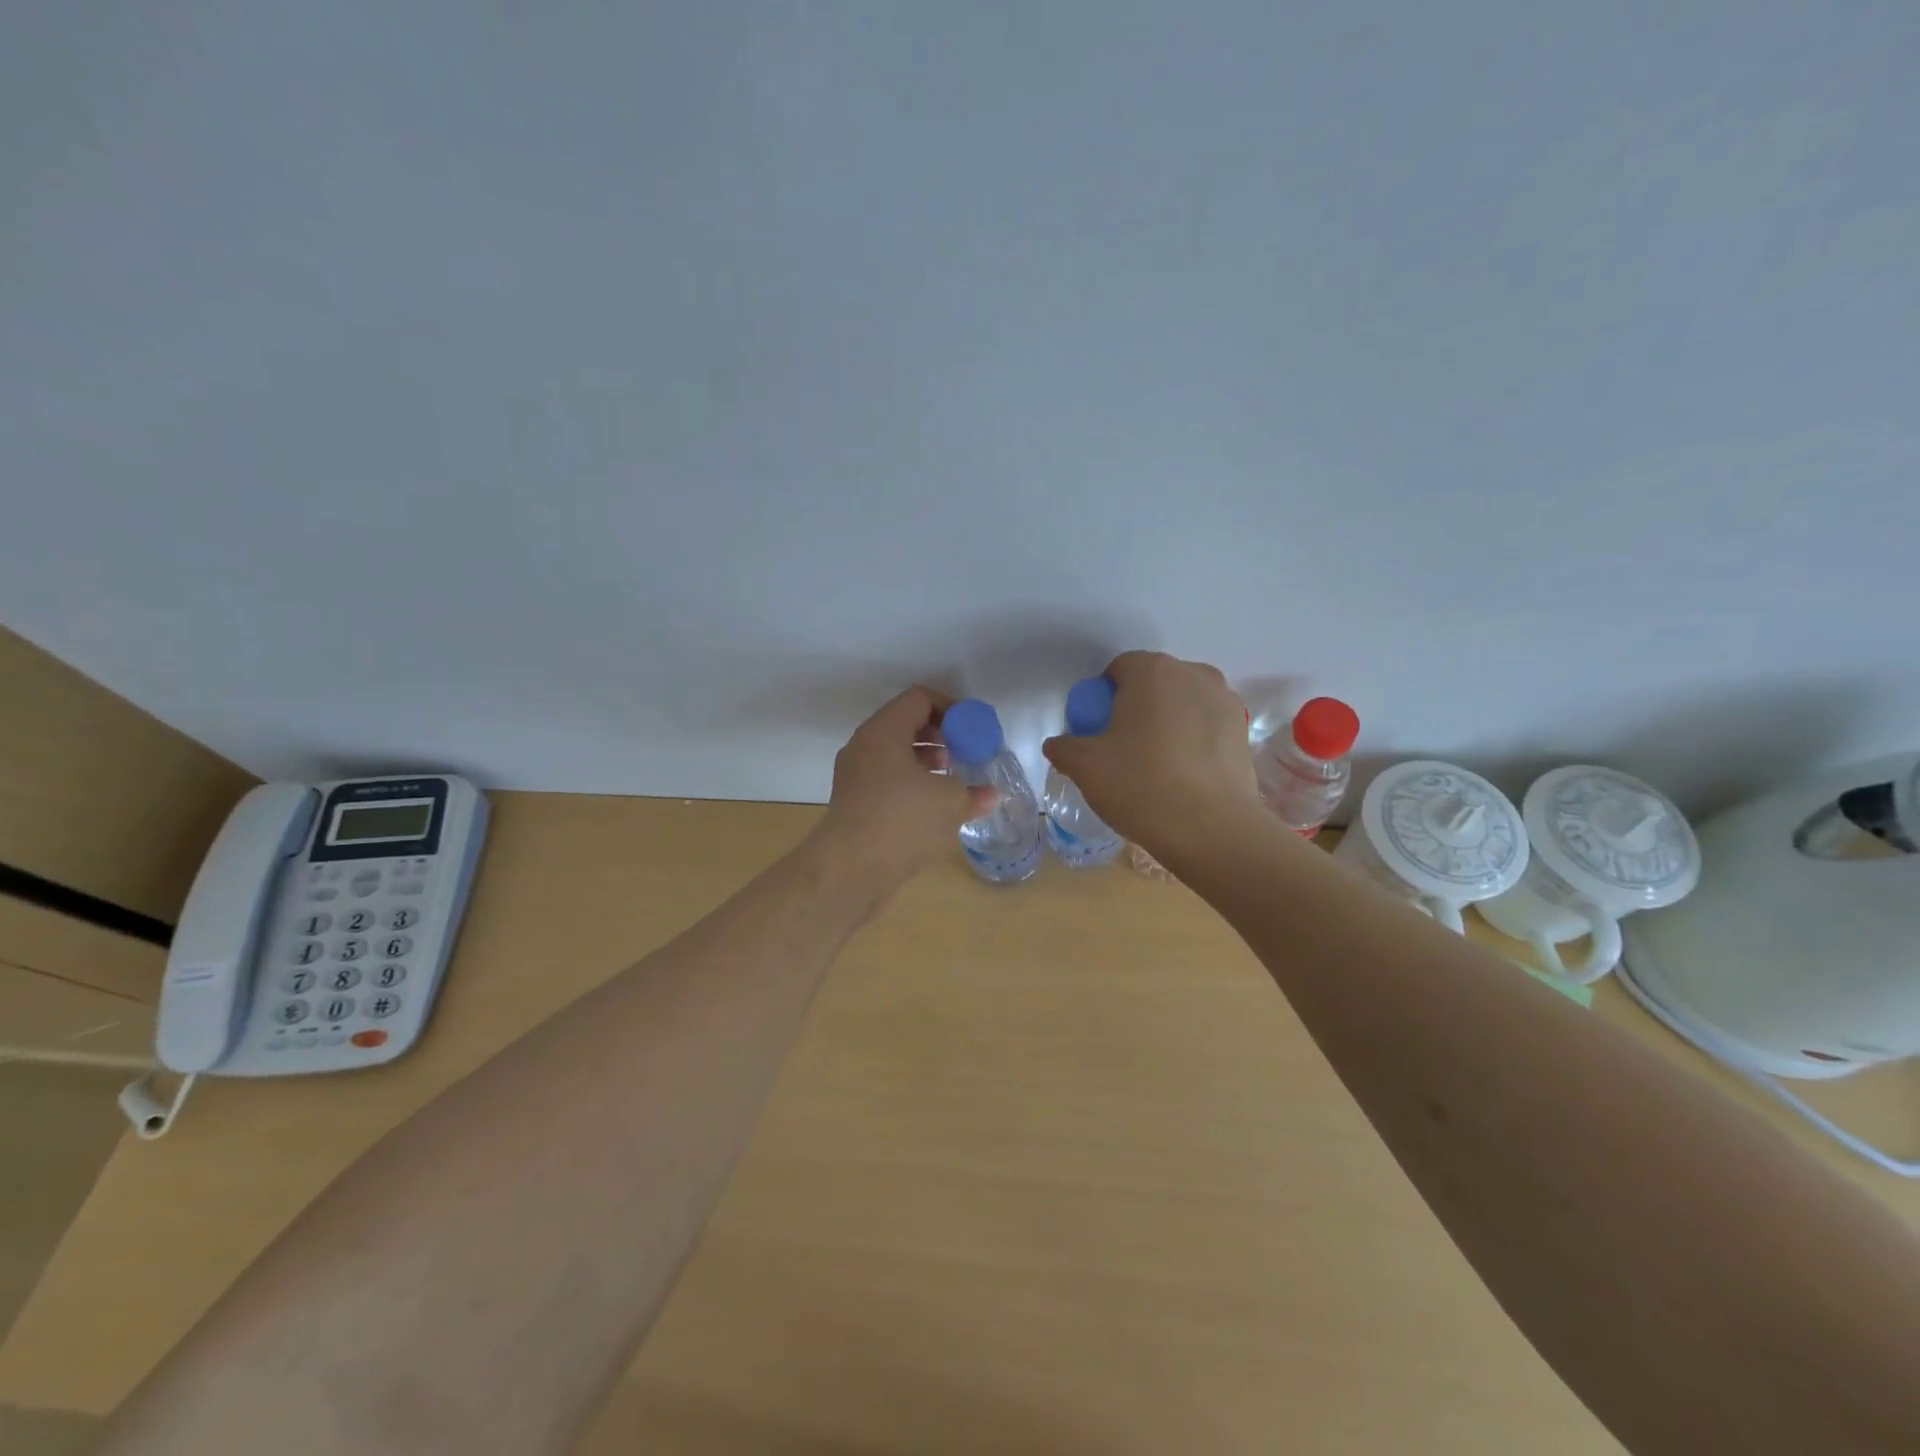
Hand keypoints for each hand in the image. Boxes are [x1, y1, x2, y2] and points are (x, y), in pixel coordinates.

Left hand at [811, 686, 996, 891]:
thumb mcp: (950, 802)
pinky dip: (912, 786)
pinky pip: (888, 782)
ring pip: (896, 756)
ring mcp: (855, 777)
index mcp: (883, 732)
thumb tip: (991, 794)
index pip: (919, 699)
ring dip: (927, 764)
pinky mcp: (855, 805)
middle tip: (966, 755)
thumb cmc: (902, 822)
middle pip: (906, 725)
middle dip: (940, 737)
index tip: (973, 732)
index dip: (951, 709)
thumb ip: (974, 793)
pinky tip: (934, 809)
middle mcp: (864, 747)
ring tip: (953, 783)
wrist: (849, 872)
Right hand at [1041, 651, 1259, 856]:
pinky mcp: (1244, 730)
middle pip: (1154, 682)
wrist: (1212, 830)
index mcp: (1152, 671)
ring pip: (1184, 702)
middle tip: (1123, 747)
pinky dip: (1193, 739)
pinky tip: (1184, 774)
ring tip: (1157, 762)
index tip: (1098, 731)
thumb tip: (1059, 745)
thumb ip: (1065, 748)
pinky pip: (1207, 725)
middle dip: (1136, 706)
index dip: (1103, 697)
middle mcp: (1193, 674)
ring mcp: (1225, 701)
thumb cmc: (1142, 786)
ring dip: (1168, 721)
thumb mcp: (1086, 767)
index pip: (1118, 669)